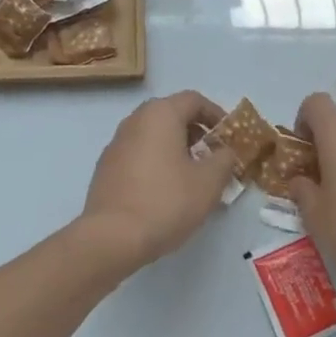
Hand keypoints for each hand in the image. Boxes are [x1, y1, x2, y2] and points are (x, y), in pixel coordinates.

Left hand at [79, 91, 239, 274]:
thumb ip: (224, 160)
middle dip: (196, 132)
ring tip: (192, 176)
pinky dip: (156, 161)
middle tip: (213, 156)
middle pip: (172, 114)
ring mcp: (116, 143)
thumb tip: (225, 151)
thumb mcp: (208, 182)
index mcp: (160, 114)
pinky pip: (138, 153)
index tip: (229, 137)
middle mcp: (135, 120)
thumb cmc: (166, 201)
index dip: (216, 114)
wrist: (112, 236)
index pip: (193, 100)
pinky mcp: (106, 167)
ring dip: (176, 148)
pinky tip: (165, 190)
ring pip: (153, 135)